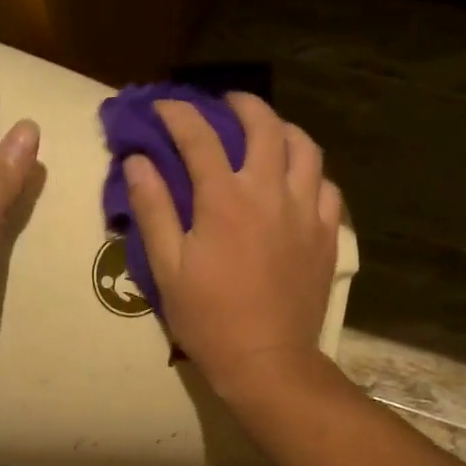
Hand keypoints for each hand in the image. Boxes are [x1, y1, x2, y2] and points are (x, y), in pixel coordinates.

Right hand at [125, 94, 341, 400]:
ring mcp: (305, 212)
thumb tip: (138, 161)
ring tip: (268, 134)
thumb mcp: (166, 267)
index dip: (178, 114)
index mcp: (225, 200)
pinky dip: (310, 173)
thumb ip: (153, 208)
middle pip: (265, 126)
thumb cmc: (208, 318)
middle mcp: (270, 193)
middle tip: (226, 105)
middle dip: (242, 105)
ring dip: (284, 130)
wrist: (267, 360)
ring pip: (306, 149)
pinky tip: (297, 182)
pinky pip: (326, 187)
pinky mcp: (326, 235)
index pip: (199, 137)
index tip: (163, 106)